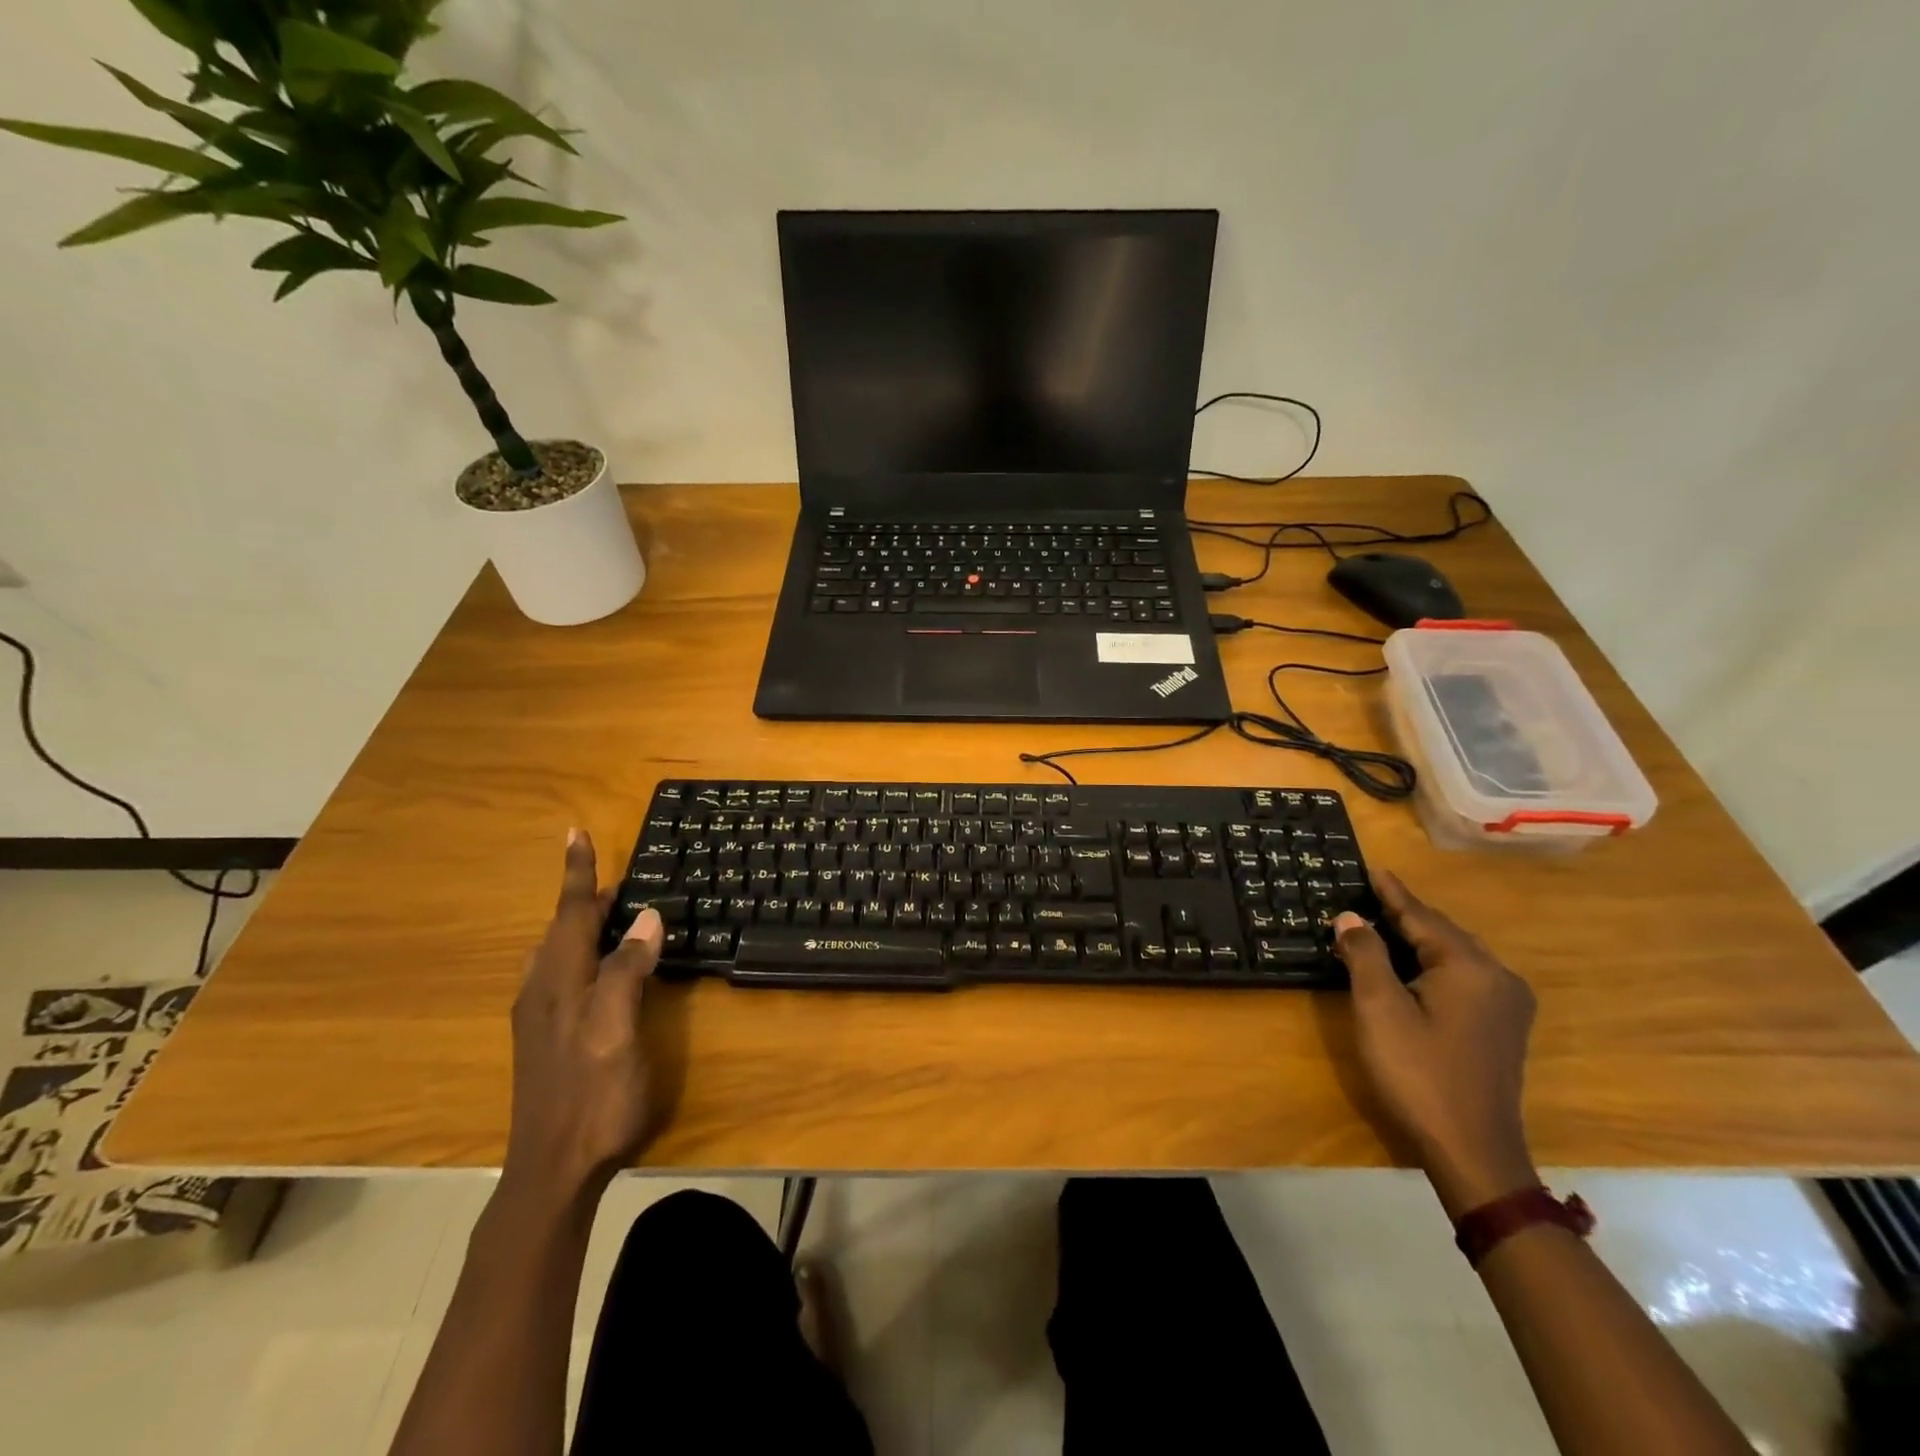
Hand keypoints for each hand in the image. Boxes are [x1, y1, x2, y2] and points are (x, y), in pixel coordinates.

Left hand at [503, 829, 662, 1200]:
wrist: (551, 1171)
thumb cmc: (592, 1097)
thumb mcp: (616, 1030)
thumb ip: (626, 971)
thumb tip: (645, 917)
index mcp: (560, 983)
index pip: (572, 913)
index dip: (579, 873)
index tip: (576, 833)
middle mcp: (542, 992)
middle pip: (560, 930)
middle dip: (582, 897)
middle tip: (610, 877)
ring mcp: (539, 1018)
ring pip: (555, 953)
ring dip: (578, 924)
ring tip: (604, 913)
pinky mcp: (544, 1040)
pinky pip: (559, 976)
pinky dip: (577, 952)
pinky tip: (590, 969)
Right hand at [1335, 870, 1539, 1218]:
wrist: (1473, 1151)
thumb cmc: (1419, 1073)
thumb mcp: (1379, 1009)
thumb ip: (1365, 955)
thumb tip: (1351, 917)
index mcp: (1469, 967)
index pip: (1422, 916)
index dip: (1391, 893)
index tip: (1370, 869)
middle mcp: (1497, 977)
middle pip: (1442, 933)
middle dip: (1404, 915)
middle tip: (1367, 896)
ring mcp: (1506, 1004)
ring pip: (1455, 955)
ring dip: (1418, 940)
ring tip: (1381, 925)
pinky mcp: (1503, 1027)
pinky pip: (1464, 977)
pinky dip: (1433, 964)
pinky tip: (1411, 968)